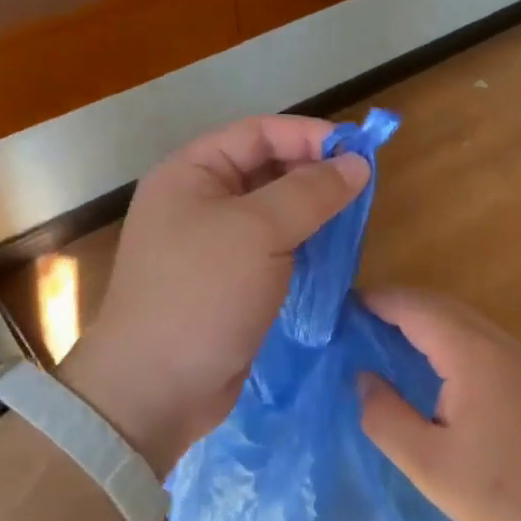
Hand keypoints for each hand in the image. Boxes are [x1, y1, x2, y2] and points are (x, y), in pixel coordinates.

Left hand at [59, 116, 368, 473]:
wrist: (156, 388)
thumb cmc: (202, 294)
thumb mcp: (259, 231)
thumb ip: (310, 192)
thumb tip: (357, 163)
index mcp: (191, 172)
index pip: (258, 133)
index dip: (309, 136)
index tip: (359, 153)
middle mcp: (199, 201)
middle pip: (266, 169)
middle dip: (314, 174)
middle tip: (363, 190)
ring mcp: (212, 245)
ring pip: (273, 212)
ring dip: (313, 212)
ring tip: (354, 220)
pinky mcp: (228, 283)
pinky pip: (273, 249)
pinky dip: (303, 246)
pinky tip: (332, 254)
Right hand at [357, 290, 520, 520]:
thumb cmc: (504, 489)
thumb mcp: (429, 464)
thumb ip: (386, 418)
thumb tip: (363, 379)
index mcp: (470, 353)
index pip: (415, 307)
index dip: (377, 301)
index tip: (341, 309)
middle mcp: (495, 341)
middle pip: (439, 304)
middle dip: (396, 305)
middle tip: (356, 324)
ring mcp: (518, 355)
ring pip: (461, 318)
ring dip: (422, 319)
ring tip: (385, 339)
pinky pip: (477, 336)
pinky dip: (445, 335)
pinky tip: (432, 366)